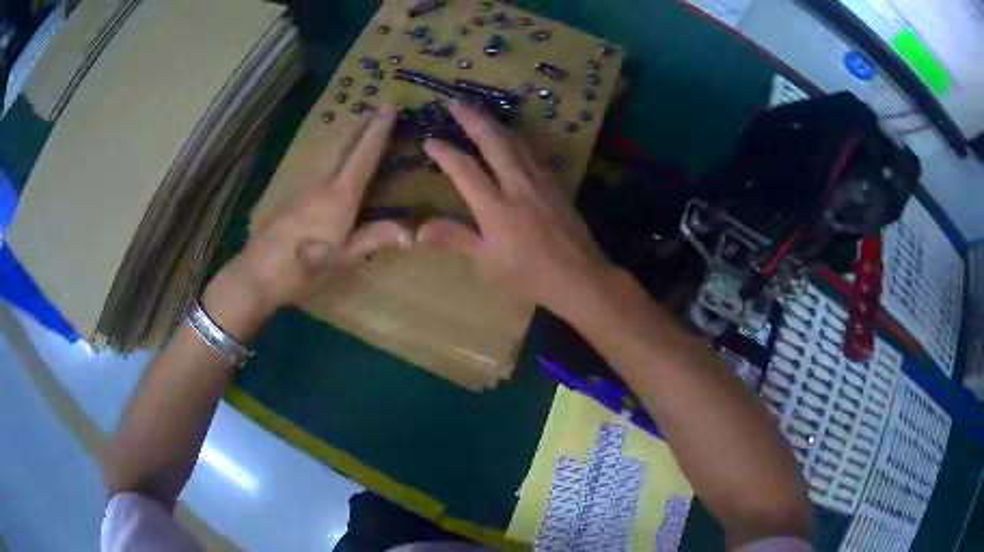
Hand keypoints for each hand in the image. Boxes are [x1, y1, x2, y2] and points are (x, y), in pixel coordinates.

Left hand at [217, 105, 412, 321]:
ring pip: (331, 154)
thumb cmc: (300, 272)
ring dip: (350, 138)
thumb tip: (411, 233)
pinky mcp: (292, 197)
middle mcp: (321, 185)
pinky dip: (336, 157)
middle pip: (344, 145)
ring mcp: (303, 188)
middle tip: (380, 108)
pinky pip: (321, 169)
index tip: (390, 104)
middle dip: (363, 124)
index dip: (379, 129)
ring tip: (365, 129)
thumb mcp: (339, 261)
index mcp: (338, 198)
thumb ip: (372, 240)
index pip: (363, 155)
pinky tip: (338, 166)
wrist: (254, 275)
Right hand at [419, 101, 616, 316]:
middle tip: (456, 102)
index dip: (445, 152)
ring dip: (496, 124)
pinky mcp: (557, 185)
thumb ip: (455, 239)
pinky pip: (536, 153)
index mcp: (495, 207)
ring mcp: (541, 182)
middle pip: (493, 142)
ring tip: (482, 112)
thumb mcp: (488, 264)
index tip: (429, 140)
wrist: (580, 278)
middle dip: (473, 119)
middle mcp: (518, 185)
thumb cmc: (530, 277)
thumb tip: (418, 230)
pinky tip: (517, 136)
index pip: (465, 169)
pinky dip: (521, 139)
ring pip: (517, 142)